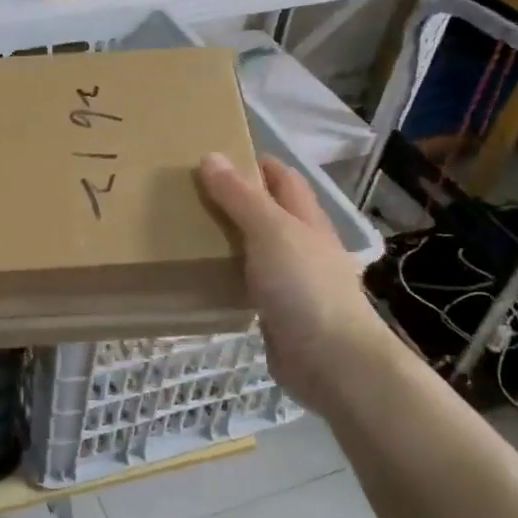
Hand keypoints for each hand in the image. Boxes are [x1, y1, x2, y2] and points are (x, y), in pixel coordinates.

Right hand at [197, 153, 390, 409]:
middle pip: (268, 212)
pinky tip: (201, 276)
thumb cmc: (304, 287)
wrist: (331, 361)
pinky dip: (227, 275)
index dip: (255, 163)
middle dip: (235, 200)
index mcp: (306, 219)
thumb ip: (240, 197)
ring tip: (186, 230)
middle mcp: (302, 246)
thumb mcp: (270, 231)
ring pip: (256, 249)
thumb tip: (211, 157)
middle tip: (189, 193)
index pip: (283, 178)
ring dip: (228, 239)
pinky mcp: (277, 312)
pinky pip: (247, 284)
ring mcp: (292, 281)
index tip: (216, 156)